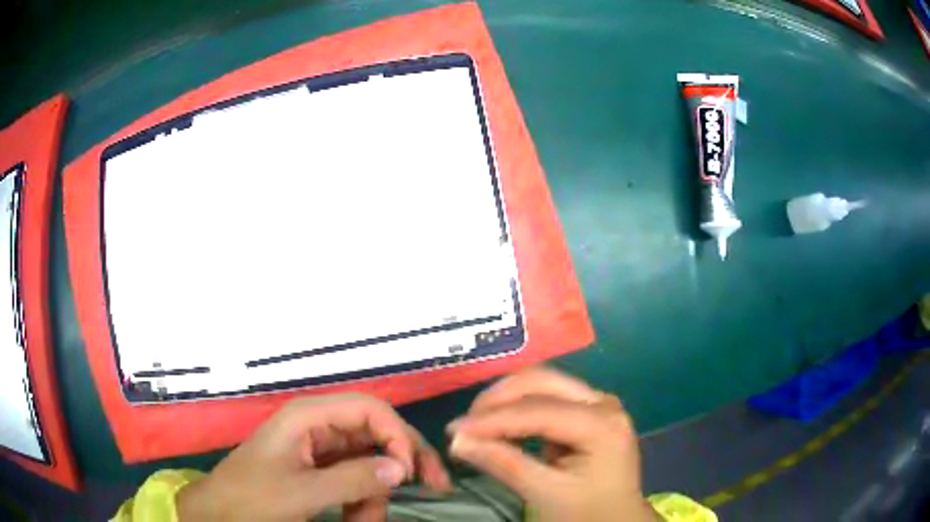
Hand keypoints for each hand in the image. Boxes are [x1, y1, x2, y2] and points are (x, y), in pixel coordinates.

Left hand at [178, 393, 450, 521]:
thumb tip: (402, 467)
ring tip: (368, 521)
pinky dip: (363, 500)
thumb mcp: (303, 491)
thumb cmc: (253, 497)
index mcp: (309, 417)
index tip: (412, 471)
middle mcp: (318, 426)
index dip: (397, 434)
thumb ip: (352, 478)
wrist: (220, 512)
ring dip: (377, 493)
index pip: (369, 409)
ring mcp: (319, 448)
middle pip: (376, 432)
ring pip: (369, 461)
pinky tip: (358, 518)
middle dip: (404, 461)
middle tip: (435, 487)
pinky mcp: (318, 468)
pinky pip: (355, 479)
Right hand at [448, 368, 657, 521]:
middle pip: (543, 382)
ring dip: (507, 400)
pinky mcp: (589, 411)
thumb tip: (458, 441)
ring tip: (477, 424)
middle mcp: (604, 403)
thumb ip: (503, 464)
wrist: (616, 520)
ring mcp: (598, 403)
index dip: (492, 419)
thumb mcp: (545, 494)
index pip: (539, 411)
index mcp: (602, 424)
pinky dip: (519, 408)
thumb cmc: (587, 512)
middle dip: (499, 398)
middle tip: (466, 422)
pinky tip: (500, 425)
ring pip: (544, 384)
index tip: (453, 430)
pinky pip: (548, 398)